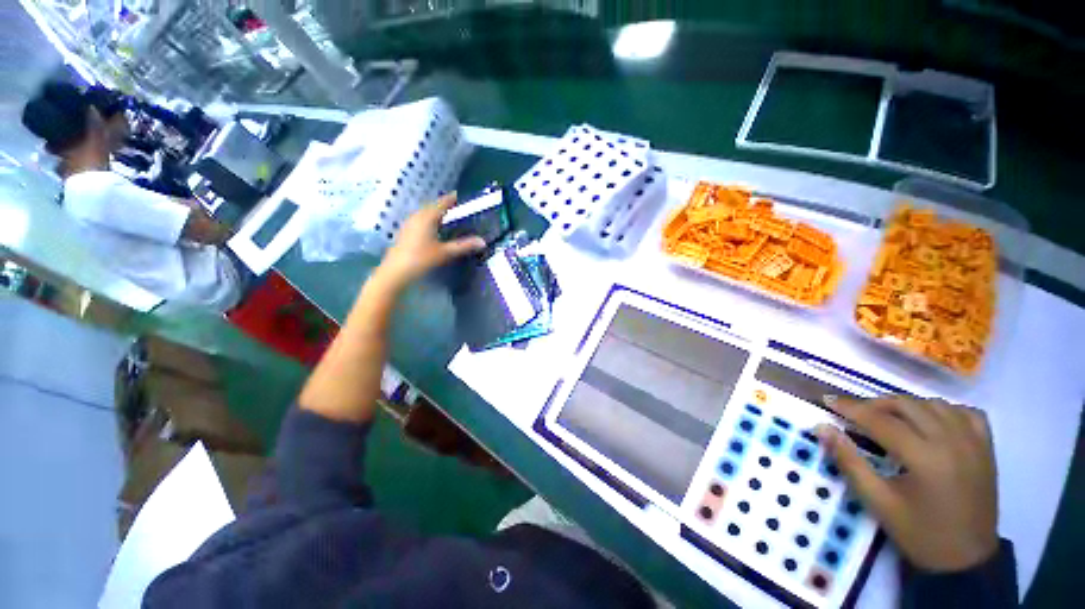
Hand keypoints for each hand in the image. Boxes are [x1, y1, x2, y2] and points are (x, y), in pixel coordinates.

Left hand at [377, 194, 485, 287]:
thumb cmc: (422, 259)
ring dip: (436, 213)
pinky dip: (430, 220)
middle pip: (433, 206)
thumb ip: (464, 246)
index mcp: (427, 217)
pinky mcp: (406, 231)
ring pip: (425, 213)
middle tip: (458, 207)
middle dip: (445, 205)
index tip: (461, 195)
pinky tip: (434, 228)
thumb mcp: (445, 252)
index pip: (442, 203)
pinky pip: (420, 220)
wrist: (397, 271)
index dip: (452, 198)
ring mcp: (409, 223)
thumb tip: (483, 241)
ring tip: (448, 216)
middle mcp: (417, 216)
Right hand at [815, 396, 999, 571]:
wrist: (966, 560)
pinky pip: (966, 412)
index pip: (880, 420)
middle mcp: (952, 441)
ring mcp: (973, 442)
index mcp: (925, 457)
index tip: (827, 401)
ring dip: (907, 405)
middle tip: (854, 413)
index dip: (850, 408)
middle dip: (875, 404)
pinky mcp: (987, 448)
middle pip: (907, 405)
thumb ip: (848, 461)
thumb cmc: (918, 533)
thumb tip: (821, 427)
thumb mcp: (877, 501)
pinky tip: (931, 421)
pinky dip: (944, 410)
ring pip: (935, 404)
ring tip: (889, 417)